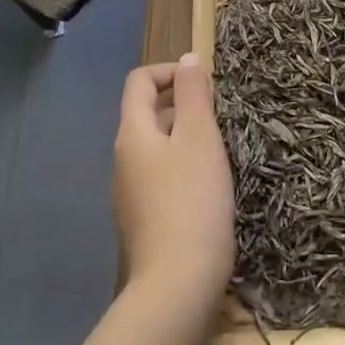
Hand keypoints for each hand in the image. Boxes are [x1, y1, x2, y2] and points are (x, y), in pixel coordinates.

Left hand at [113, 54, 234, 308]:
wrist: (177, 286)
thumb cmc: (192, 199)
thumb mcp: (199, 137)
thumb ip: (193, 93)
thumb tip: (188, 58)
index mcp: (132, 134)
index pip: (139, 82)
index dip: (169, 71)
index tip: (205, 82)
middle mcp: (123, 160)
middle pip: (146, 114)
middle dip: (182, 104)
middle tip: (220, 115)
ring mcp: (129, 194)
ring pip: (156, 148)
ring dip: (185, 137)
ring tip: (220, 149)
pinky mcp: (143, 221)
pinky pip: (161, 178)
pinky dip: (182, 168)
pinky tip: (209, 187)